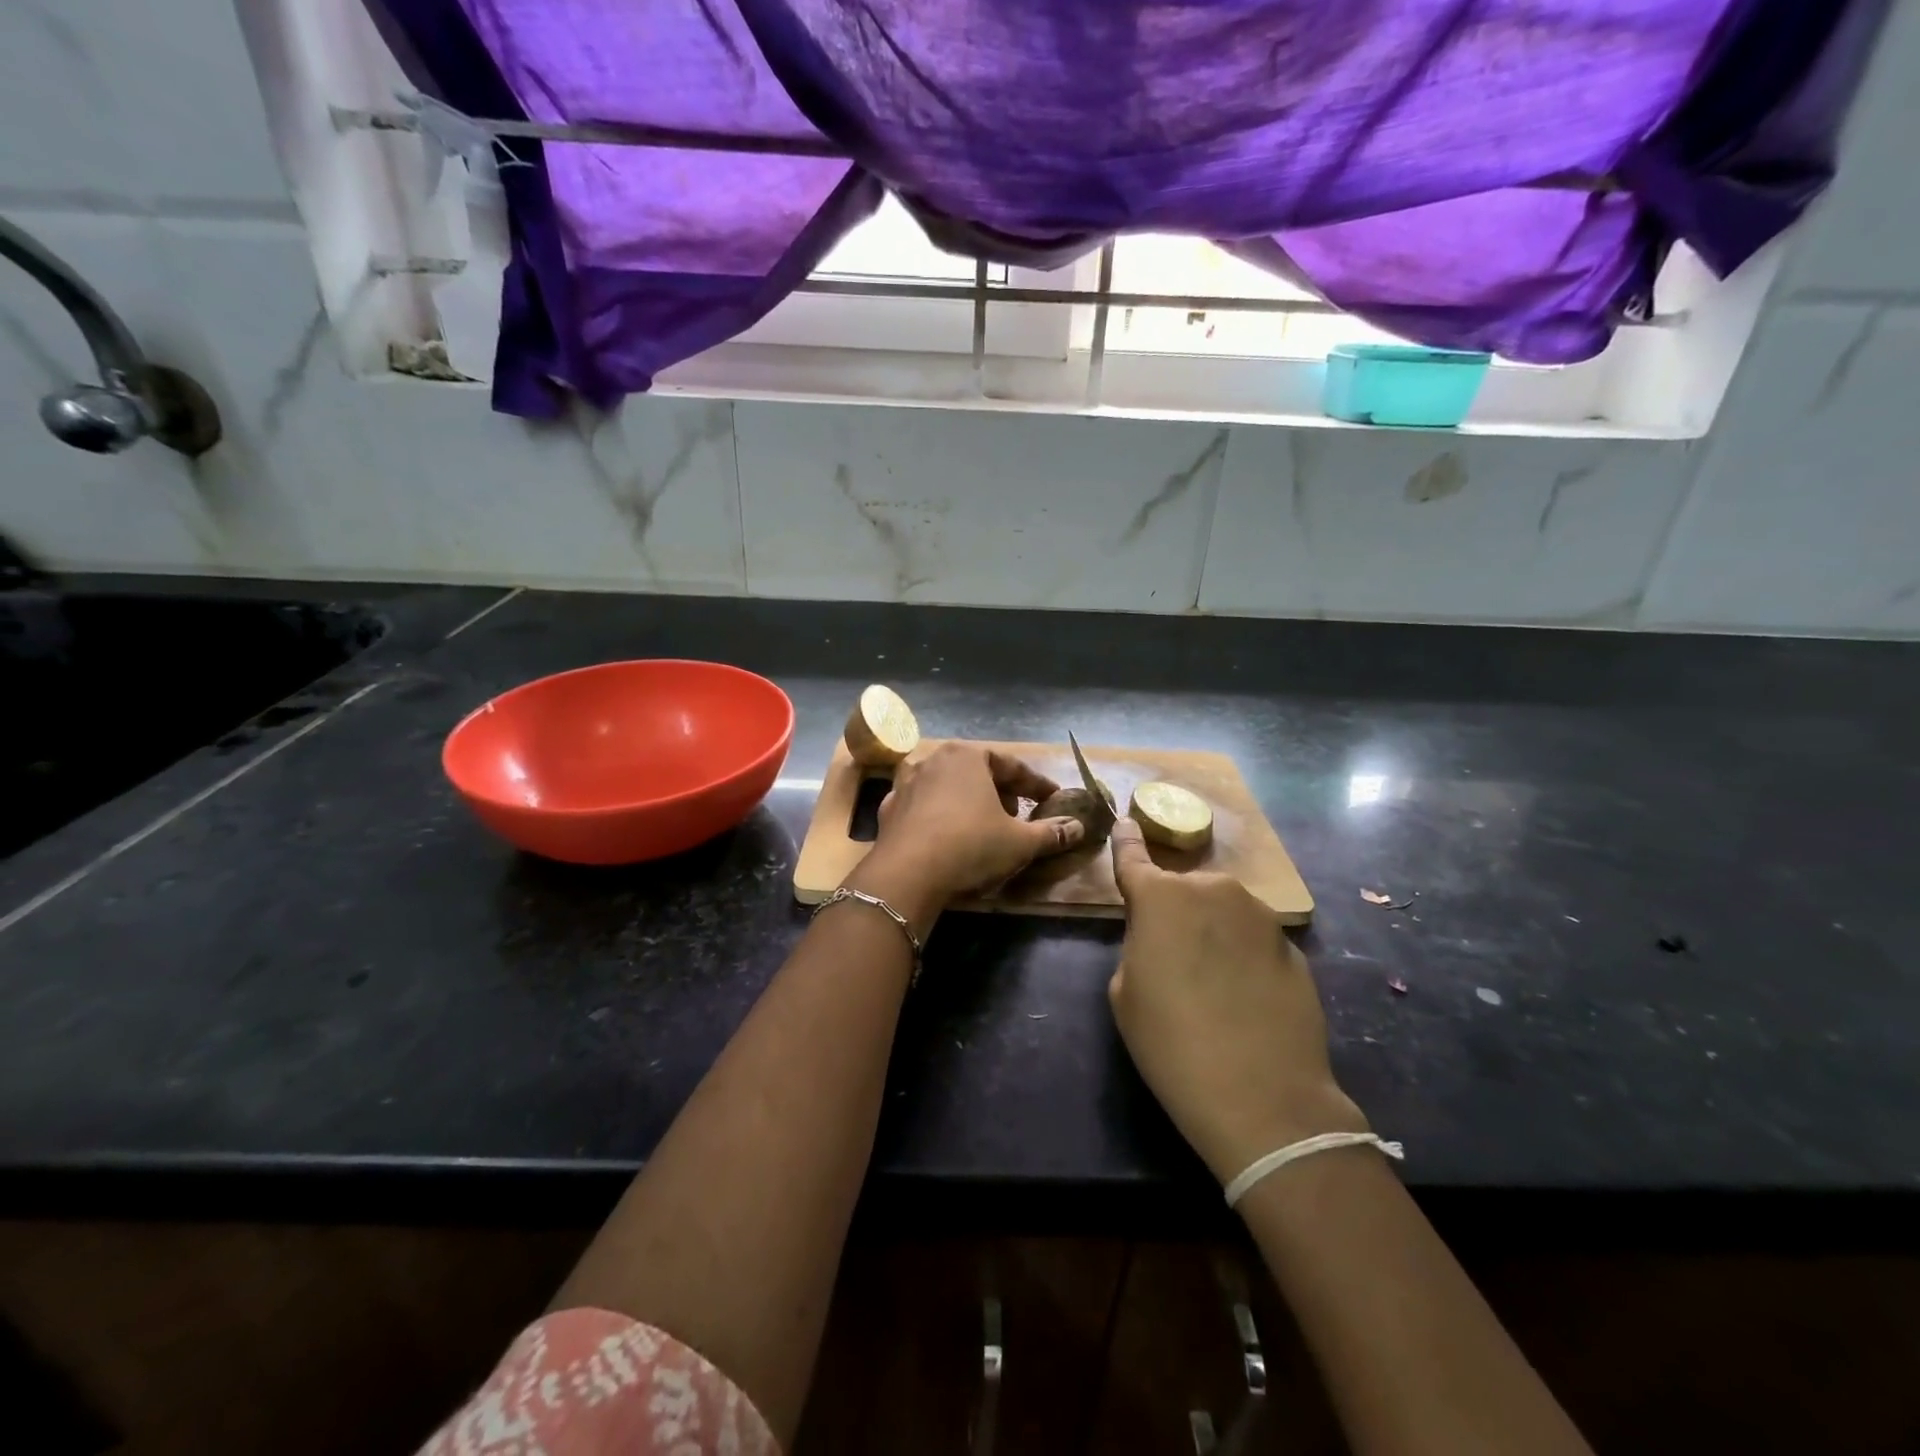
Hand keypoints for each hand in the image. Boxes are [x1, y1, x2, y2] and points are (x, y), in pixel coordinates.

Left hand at [863, 743, 1085, 908]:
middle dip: (1001, 791)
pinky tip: (948, 835)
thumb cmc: (970, 846)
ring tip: (983, 824)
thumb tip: (1078, 827)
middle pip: (977, 771)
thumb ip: (1051, 832)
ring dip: (968, 801)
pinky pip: (924, 806)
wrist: (907, 874)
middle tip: (1018, 814)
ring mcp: (906, 782)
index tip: (1053, 799)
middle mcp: (934, 759)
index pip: (1012, 766)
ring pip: (947, 786)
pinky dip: (940, 816)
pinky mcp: (889, 809)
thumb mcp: (1020, 842)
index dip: (1037, 785)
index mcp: (968, 756)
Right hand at [1107, 817, 1366, 1183]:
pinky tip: (1245, 1000)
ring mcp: (1259, 915)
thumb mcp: (1126, 993)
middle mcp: (1213, 890)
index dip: (1126, 841)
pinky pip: (1252, 939)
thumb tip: (1163, 938)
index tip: (1125, 820)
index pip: (1133, 857)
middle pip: (1183, 891)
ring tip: (1212, 984)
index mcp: (1161, 898)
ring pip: (1222, 911)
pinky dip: (1243, 956)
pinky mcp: (1292, 945)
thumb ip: (1138, 945)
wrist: (1264, 1097)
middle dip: (1175, 911)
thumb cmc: (1172, 1042)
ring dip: (1212, 931)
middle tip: (1171, 959)